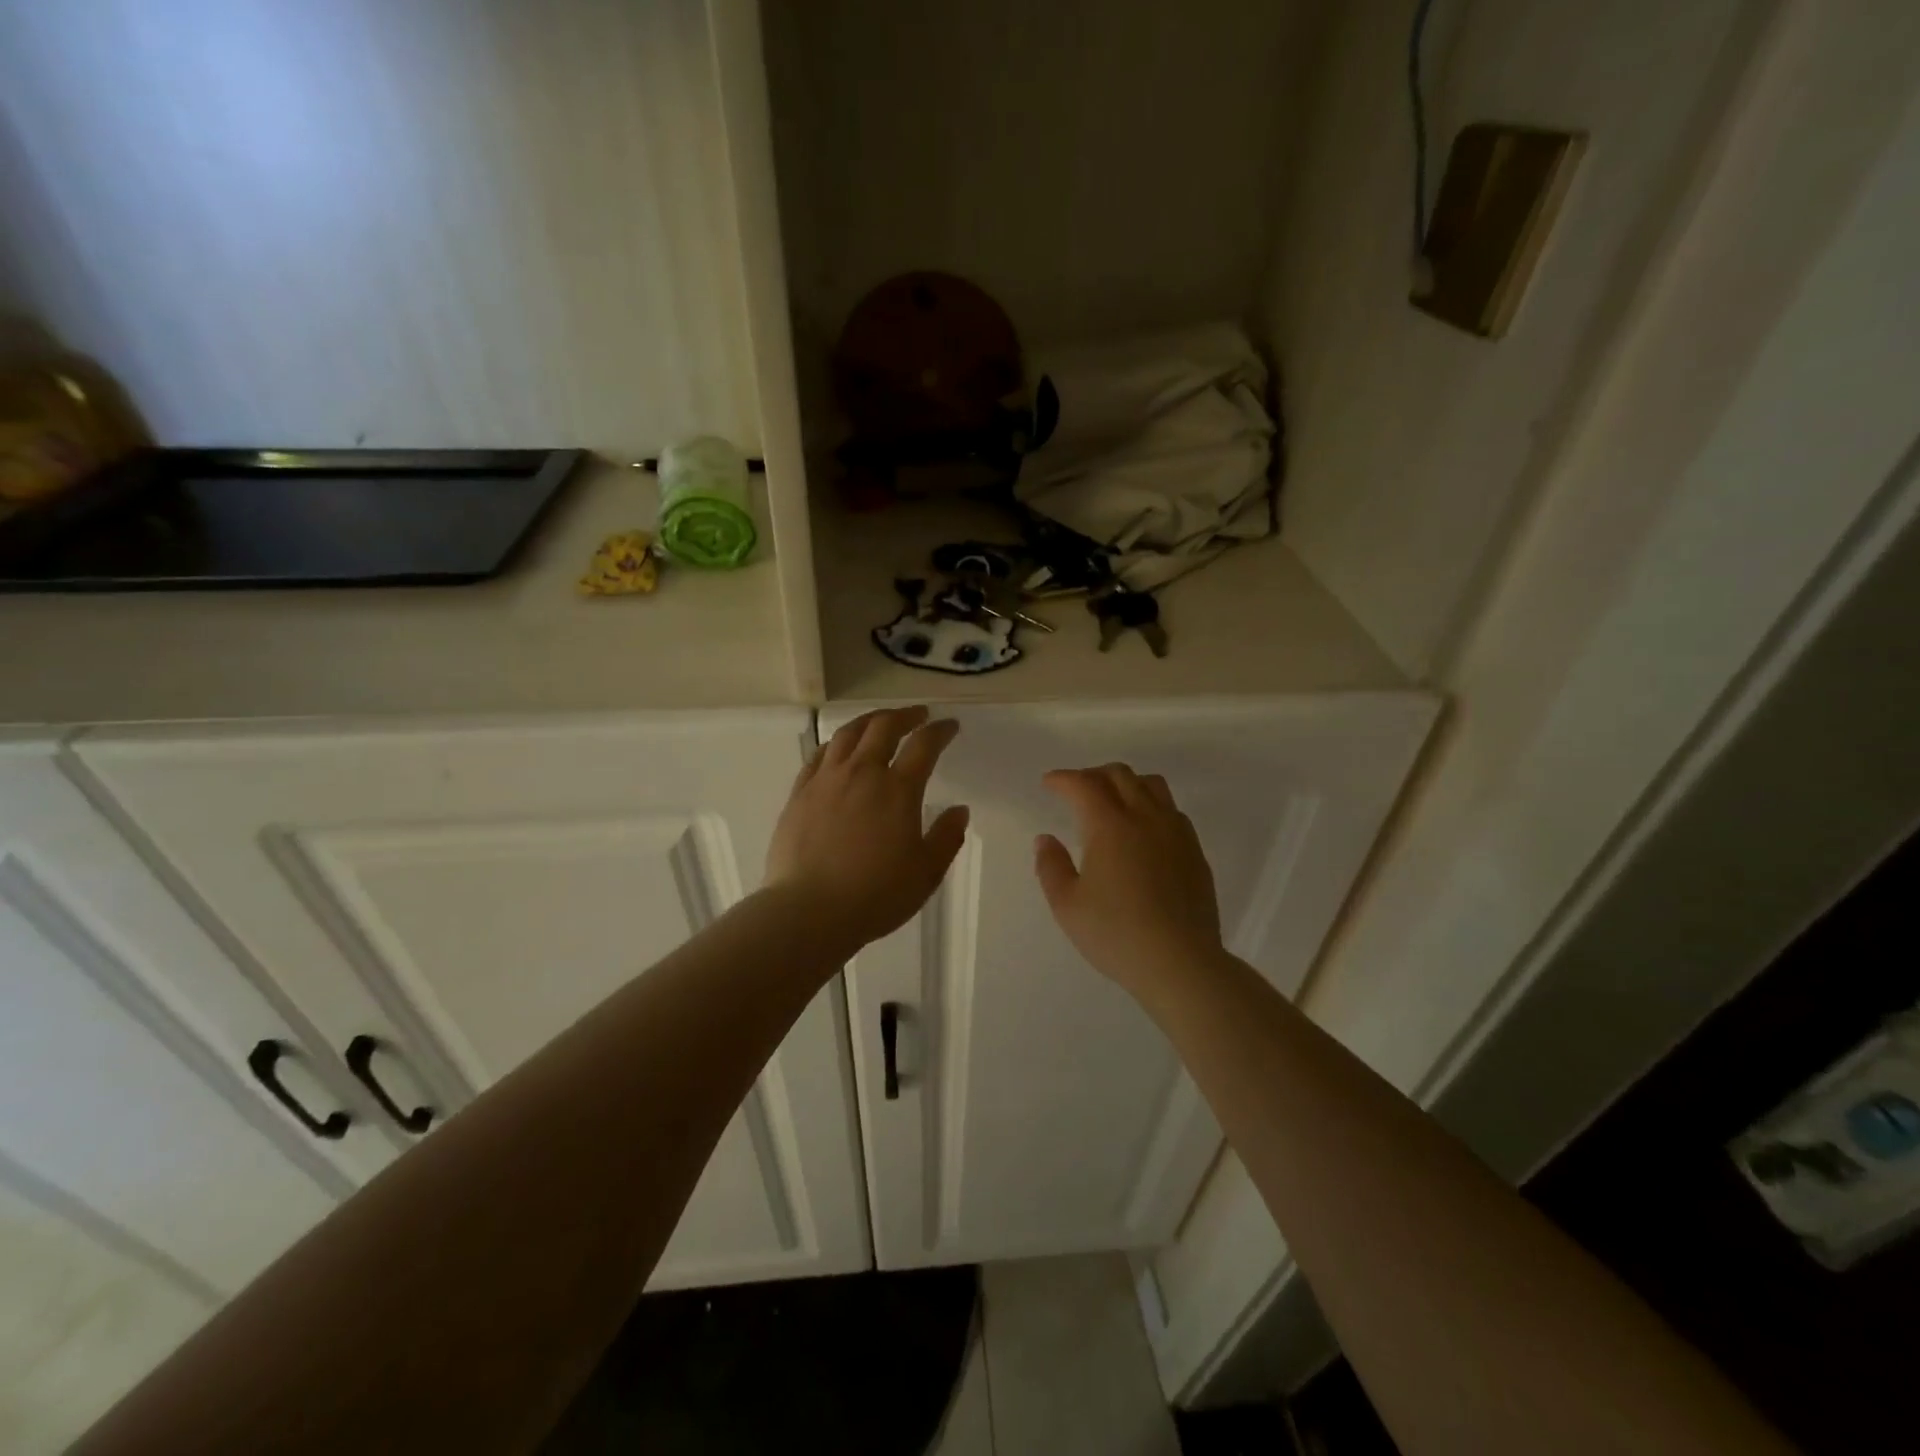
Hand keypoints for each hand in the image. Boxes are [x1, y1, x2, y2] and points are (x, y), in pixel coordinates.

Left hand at [767, 706, 969, 950]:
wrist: (808, 911)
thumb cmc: (875, 896)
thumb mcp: (926, 873)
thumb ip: (946, 838)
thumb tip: (959, 810)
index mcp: (897, 790)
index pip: (924, 745)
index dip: (940, 731)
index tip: (949, 726)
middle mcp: (861, 773)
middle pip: (883, 727)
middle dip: (905, 716)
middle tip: (918, 715)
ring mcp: (826, 780)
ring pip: (848, 734)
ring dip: (869, 721)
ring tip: (880, 722)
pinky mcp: (799, 794)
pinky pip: (819, 755)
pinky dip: (836, 743)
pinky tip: (839, 749)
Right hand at [1035, 764, 1223, 1000]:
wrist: (1180, 962)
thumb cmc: (1116, 933)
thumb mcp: (1067, 905)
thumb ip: (1051, 867)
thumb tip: (1045, 839)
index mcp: (1110, 825)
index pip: (1084, 784)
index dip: (1063, 778)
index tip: (1049, 783)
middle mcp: (1145, 817)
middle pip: (1120, 775)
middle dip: (1093, 775)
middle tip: (1076, 790)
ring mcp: (1175, 832)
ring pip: (1152, 786)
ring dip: (1127, 783)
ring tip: (1113, 801)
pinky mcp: (1195, 851)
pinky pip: (1172, 810)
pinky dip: (1151, 806)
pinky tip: (1144, 830)